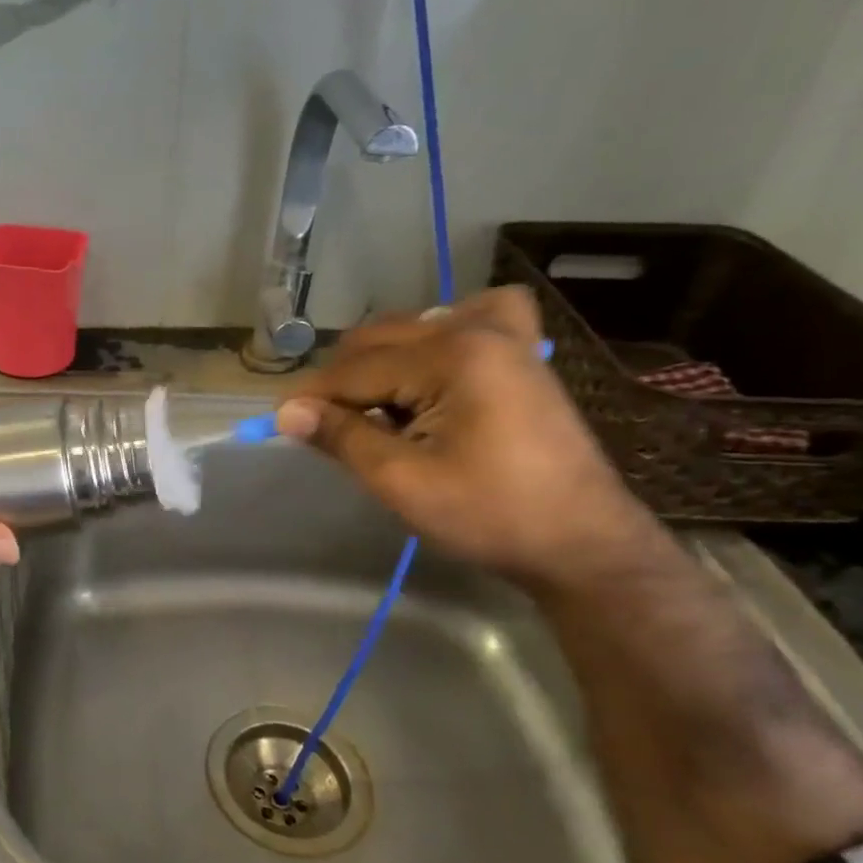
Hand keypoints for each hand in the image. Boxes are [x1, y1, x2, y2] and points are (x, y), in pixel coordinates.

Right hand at [275, 287, 659, 590]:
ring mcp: (508, 337)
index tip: (280, 423)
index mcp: (452, 356)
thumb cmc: (489, 515)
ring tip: (372, 410)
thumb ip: (342, 436)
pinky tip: (432, 366)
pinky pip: (474, 318)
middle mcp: (478, 330)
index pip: (356, 369)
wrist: (582, 544)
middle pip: (379, 341)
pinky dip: (441, 334)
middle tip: (322, 427)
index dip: (312, 398)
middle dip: (342, 382)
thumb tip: (286, 412)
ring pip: (415, 328)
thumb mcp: (401, 481)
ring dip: (381, 362)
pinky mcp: (524, 354)